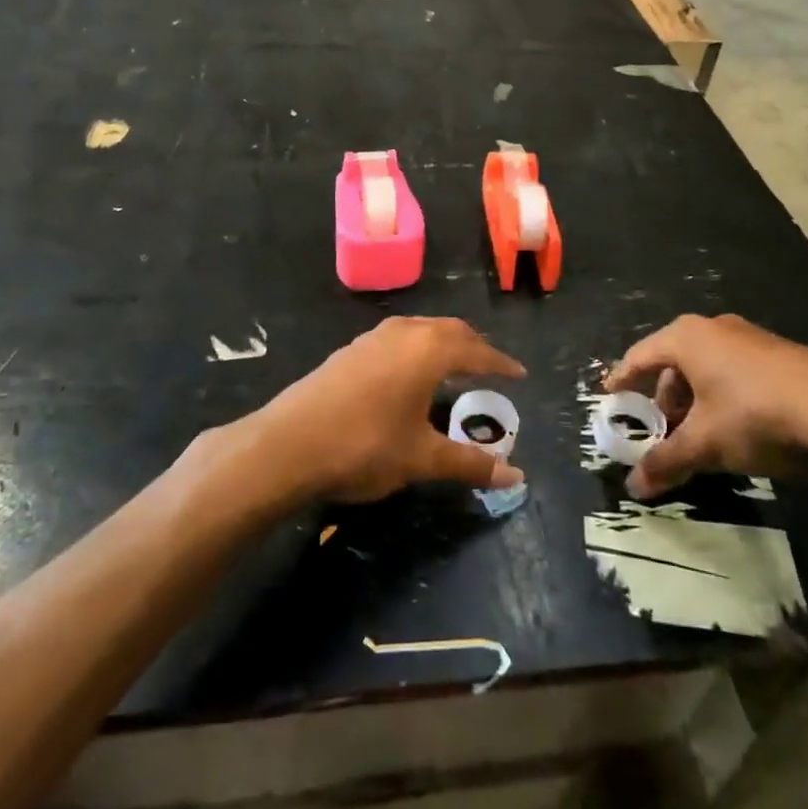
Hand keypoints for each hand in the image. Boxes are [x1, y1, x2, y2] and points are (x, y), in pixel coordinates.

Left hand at [255, 317, 526, 503]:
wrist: (287, 444)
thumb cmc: (364, 446)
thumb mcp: (421, 459)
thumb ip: (469, 463)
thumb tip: (516, 478)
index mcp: (428, 350)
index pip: (477, 351)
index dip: (501, 364)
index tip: (520, 374)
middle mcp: (403, 333)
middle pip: (450, 330)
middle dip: (474, 347)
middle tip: (491, 367)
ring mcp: (372, 338)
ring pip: (420, 330)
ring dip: (443, 344)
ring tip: (455, 366)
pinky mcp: (349, 351)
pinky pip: (398, 339)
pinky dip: (417, 349)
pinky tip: (409, 374)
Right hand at [606, 314, 807, 498]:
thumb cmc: (752, 414)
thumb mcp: (705, 443)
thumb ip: (666, 461)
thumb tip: (633, 486)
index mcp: (686, 337)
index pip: (640, 356)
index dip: (622, 380)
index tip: (610, 396)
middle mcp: (713, 328)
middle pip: (674, 363)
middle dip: (664, 399)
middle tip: (661, 430)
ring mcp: (749, 337)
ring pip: (707, 368)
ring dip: (695, 400)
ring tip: (699, 435)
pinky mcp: (778, 353)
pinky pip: (734, 372)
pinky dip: (722, 396)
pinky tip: (735, 427)